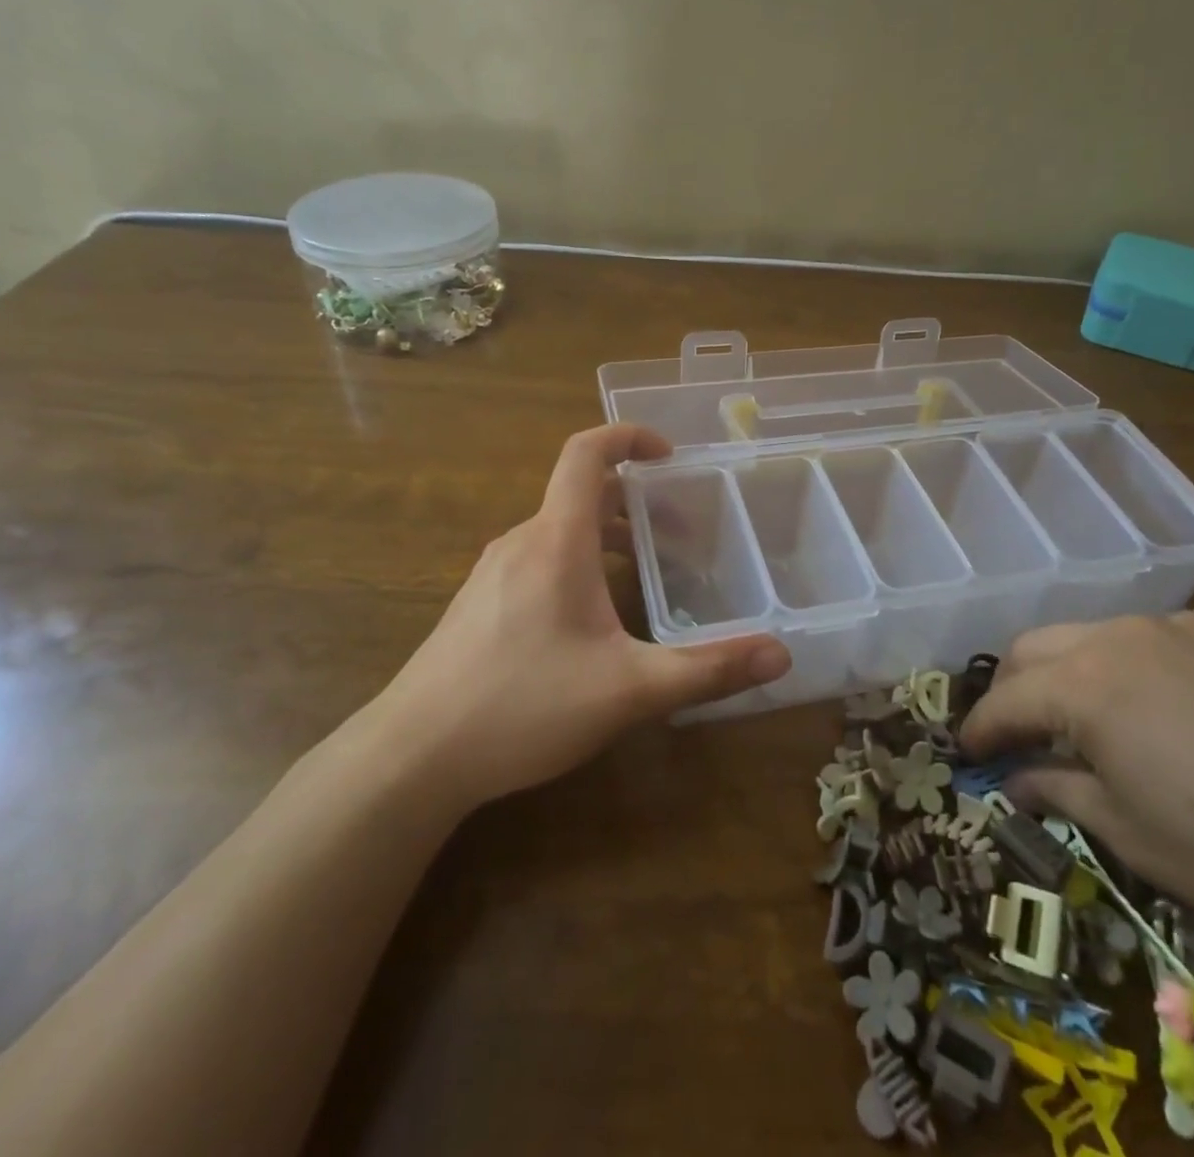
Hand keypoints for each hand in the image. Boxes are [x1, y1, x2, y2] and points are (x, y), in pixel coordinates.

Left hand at [371, 425, 790, 808]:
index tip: (669, 454)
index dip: (628, 436)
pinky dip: (577, 562)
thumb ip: (707, 670)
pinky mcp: (478, 605)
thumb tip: (781, 653)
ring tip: (645, 571)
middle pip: (579, 493)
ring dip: (605, 534)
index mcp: (556, 540)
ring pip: (558, 530)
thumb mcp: (629, 690)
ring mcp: (492, 573)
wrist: (412, 757)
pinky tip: (591, 619)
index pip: (586, 453)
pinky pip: (538, 559)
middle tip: (679, 531)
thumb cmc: (523, 706)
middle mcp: (521, 542)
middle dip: (634, 499)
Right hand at [960, 613, 1193, 967]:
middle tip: (1018, 726)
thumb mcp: (1128, 833)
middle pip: (1038, 646)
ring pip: (1102, 634)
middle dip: (1015, 685)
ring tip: (1096, 714)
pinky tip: (1179, 708)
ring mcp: (1185, 625)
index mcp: (1086, 685)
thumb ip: (1058, 790)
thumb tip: (1017, 779)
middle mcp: (1123, 635)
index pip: (1008, 699)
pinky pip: (1169, 639)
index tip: (968, 750)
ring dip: (1079, 669)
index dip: (980, 727)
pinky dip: (1148, 667)